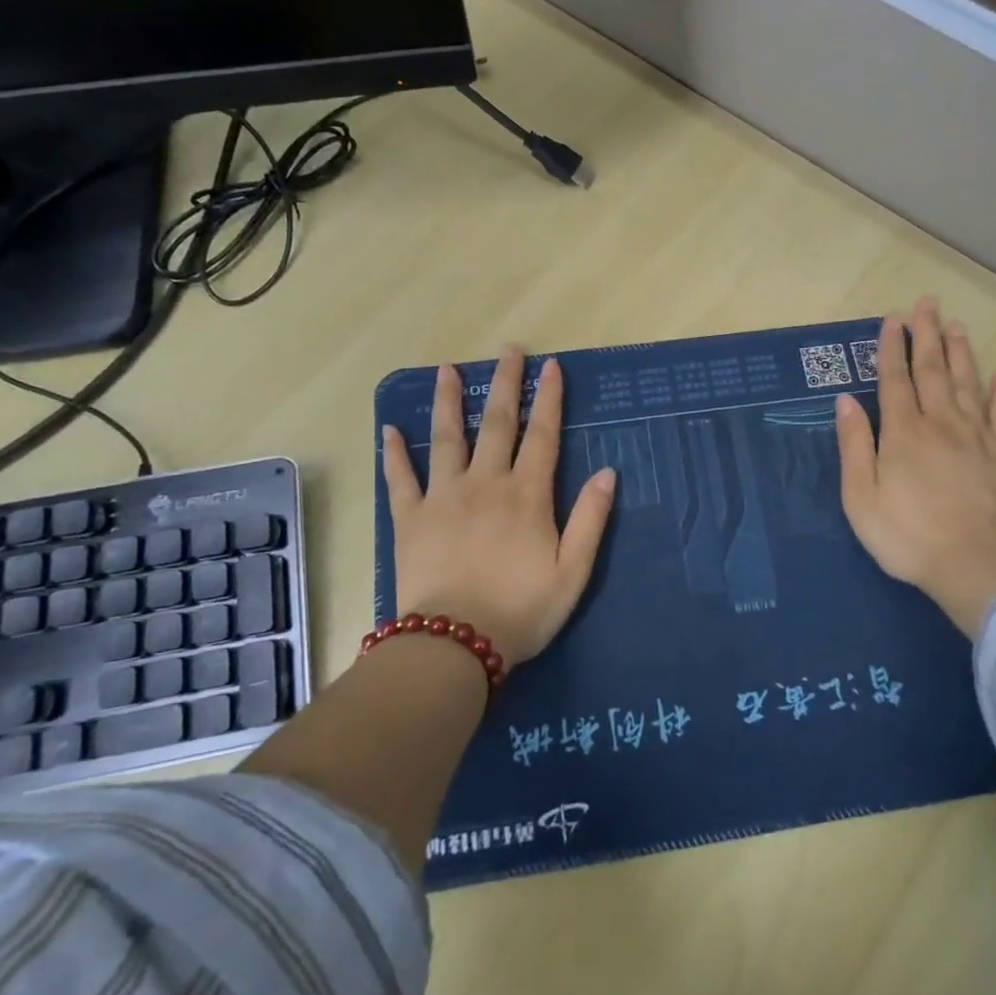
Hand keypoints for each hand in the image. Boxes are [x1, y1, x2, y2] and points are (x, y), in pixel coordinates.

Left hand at [382, 347, 616, 669]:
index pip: (542, 435)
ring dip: (448, 402)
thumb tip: (607, 472)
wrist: (455, 643)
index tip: (551, 367)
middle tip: (508, 350)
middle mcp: (485, 483)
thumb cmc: (522, 610)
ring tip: (447, 371)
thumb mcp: (573, 571)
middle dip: (505, 384)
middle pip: (497, 424)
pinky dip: (394, 454)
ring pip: (446, 439)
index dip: (549, 398)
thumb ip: (591, 519)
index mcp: (527, 495)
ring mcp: (443, 497)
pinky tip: (388, 430)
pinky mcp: (410, 519)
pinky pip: (400, 479)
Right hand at [835, 298, 995, 636]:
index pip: (895, 381)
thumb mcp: (861, 497)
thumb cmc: (907, 535)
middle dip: (925, 336)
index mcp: (903, 433)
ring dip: (960, 353)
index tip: (892, 319)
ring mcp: (978, 436)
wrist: (975, 564)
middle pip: (932, 371)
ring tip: (955, 326)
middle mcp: (941, 423)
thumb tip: (845, 401)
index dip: (892, 349)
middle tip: (925, 304)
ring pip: (967, 384)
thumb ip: (854, 445)